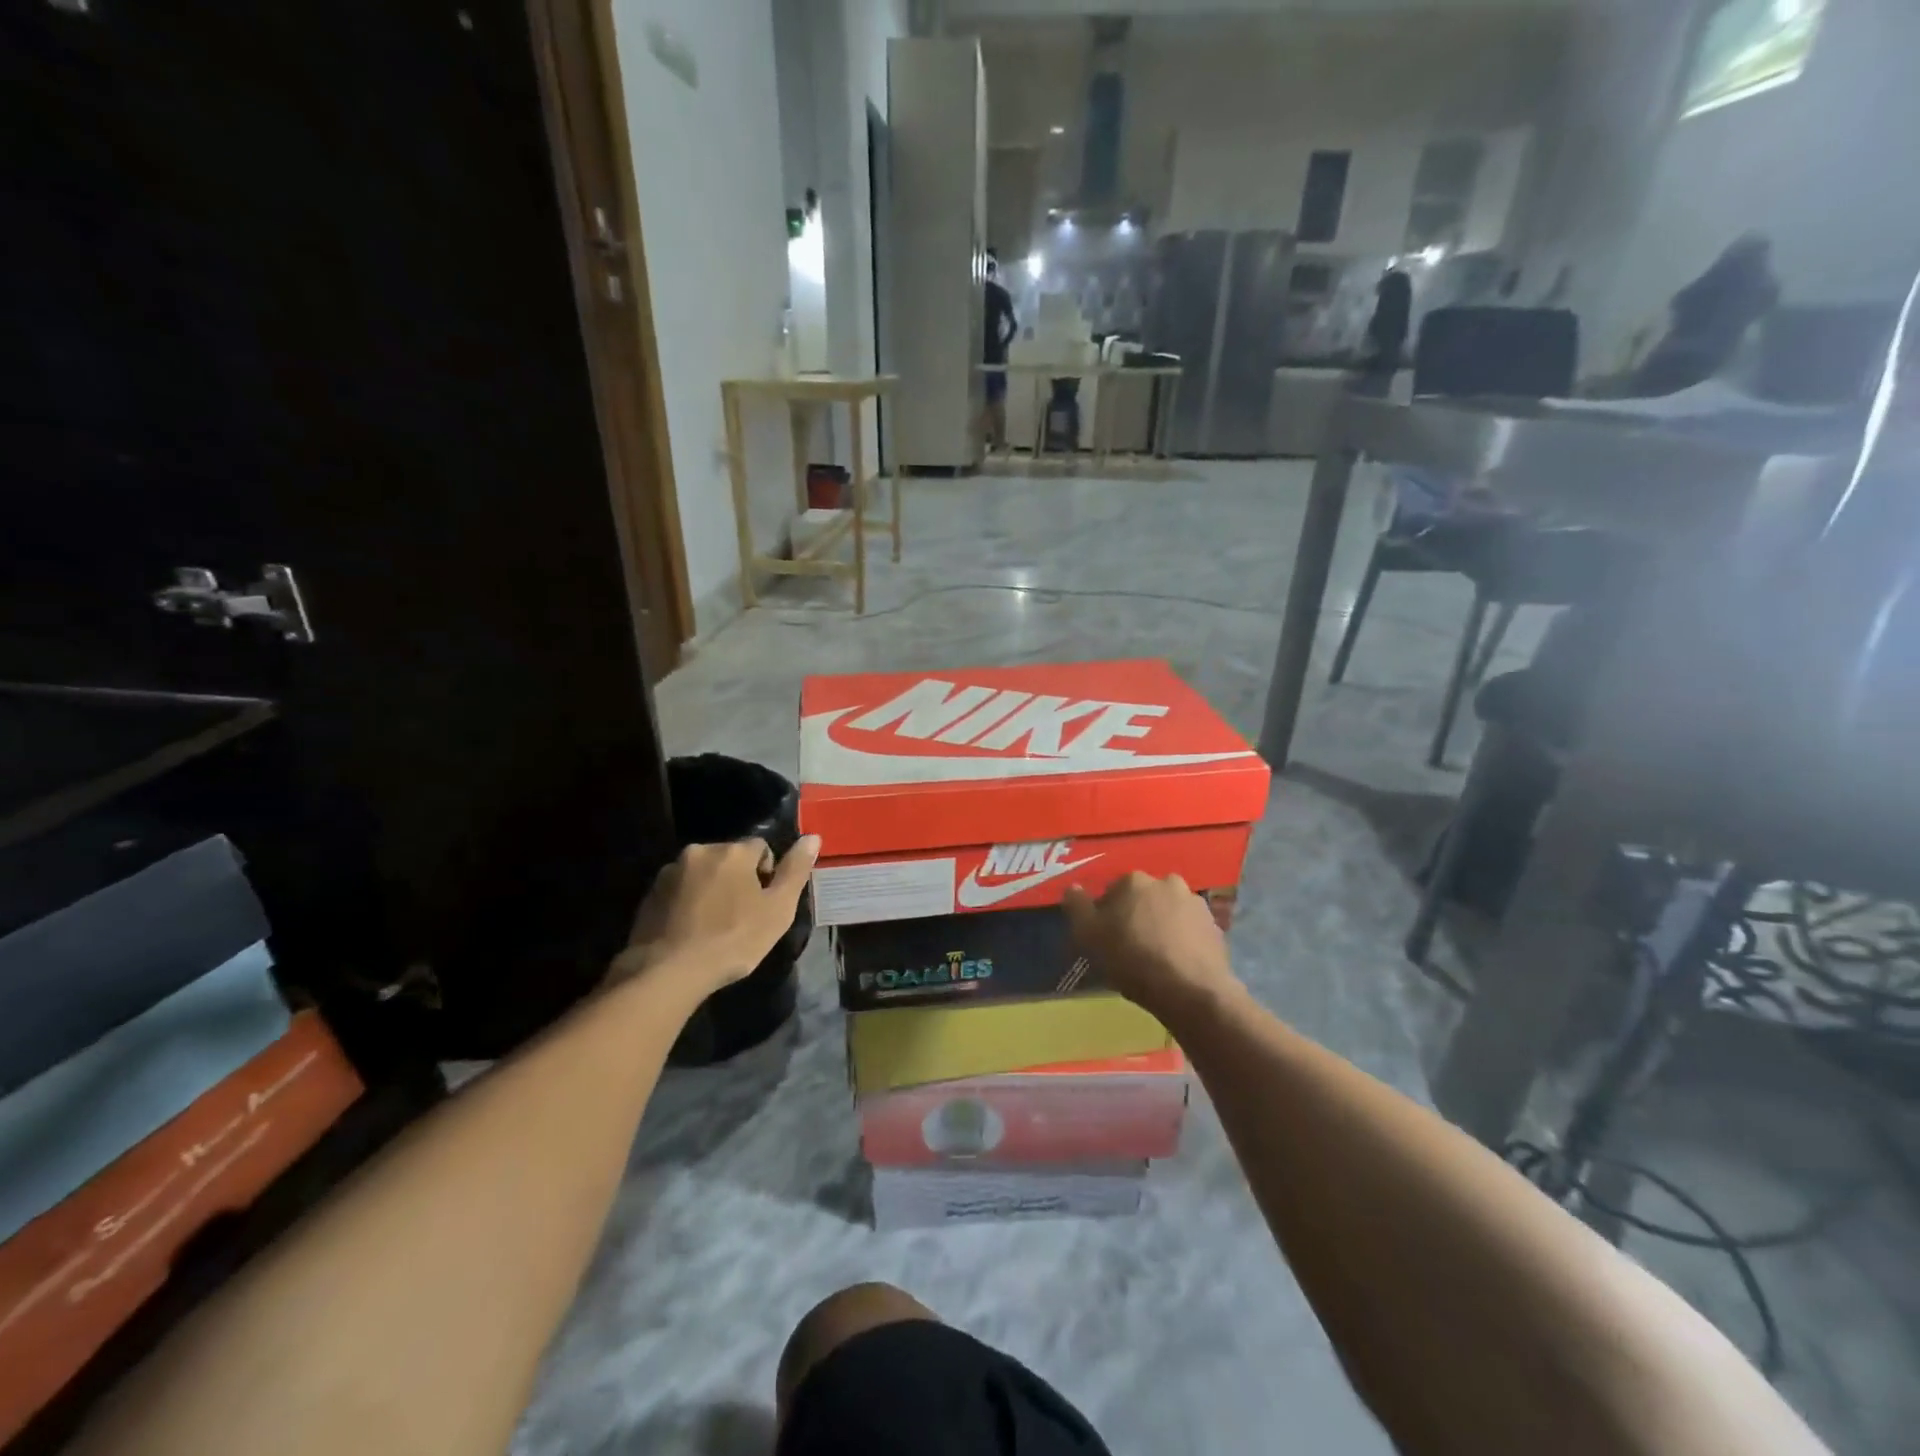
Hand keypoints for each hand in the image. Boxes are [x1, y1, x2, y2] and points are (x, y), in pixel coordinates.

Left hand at [611, 835, 820, 998]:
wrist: (667, 972)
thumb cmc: (732, 940)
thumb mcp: (778, 909)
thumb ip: (795, 870)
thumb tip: (813, 837)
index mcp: (733, 851)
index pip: (761, 848)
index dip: (767, 875)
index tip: (763, 905)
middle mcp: (700, 851)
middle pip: (730, 859)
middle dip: (737, 880)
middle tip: (740, 917)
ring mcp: (670, 871)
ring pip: (703, 874)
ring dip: (711, 890)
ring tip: (713, 927)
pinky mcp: (650, 893)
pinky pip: (680, 890)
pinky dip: (688, 903)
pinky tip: (691, 931)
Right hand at [1062, 872, 1241, 1023]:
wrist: (1191, 991)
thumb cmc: (1132, 959)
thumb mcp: (1089, 935)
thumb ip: (1077, 907)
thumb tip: (1072, 889)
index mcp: (1134, 881)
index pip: (1112, 892)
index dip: (1106, 916)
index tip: (1106, 939)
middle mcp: (1167, 882)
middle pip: (1143, 899)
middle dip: (1136, 917)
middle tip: (1130, 948)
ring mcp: (1195, 904)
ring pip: (1168, 913)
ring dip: (1161, 927)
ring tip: (1155, 959)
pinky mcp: (1215, 927)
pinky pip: (1189, 930)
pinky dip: (1182, 941)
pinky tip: (1176, 965)